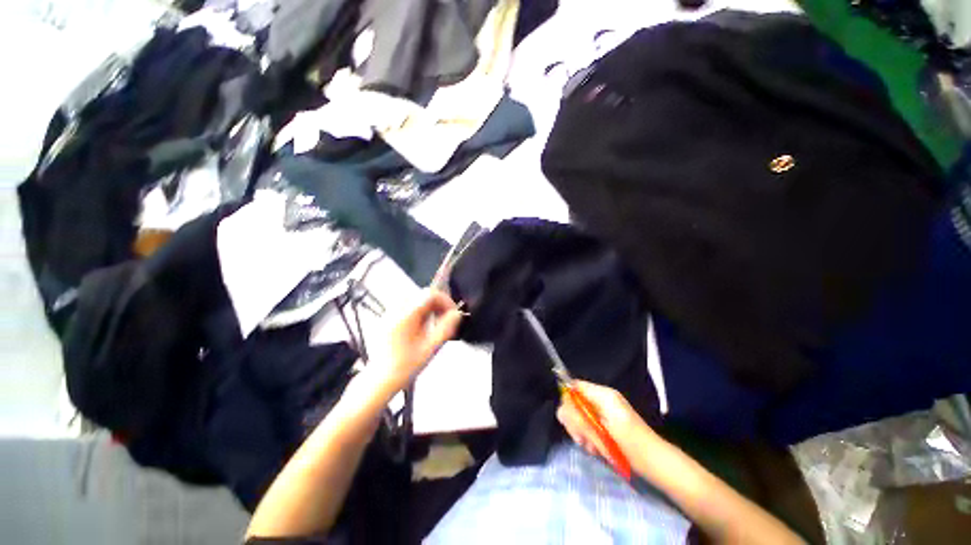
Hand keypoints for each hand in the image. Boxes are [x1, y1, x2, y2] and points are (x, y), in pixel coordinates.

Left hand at [377, 290, 462, 392]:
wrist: (380, 380)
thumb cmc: (404, 367)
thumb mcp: (430, 348)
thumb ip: (445, 328)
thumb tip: (456, 314)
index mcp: (405, 316)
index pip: (430, 294)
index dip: (445, 300)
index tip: (452, 312)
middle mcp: (395, 311)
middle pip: (422, 295)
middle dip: (438, 304)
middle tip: (446, 319)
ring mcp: (389, 314)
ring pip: (415, 300)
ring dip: (429, 307)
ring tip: (435, 324)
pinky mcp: (387, 319)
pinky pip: (407, 306)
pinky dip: (419, 312)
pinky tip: (422, 327)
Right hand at [556, 380, 656, 458]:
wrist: (655, 462)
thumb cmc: (631, 442)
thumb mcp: (603, 428)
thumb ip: (580, 417)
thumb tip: (562, 410)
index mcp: (602, 394)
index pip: (574, 386)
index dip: (568, 400)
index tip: (571, 419)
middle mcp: (601, 399)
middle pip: (573, 402)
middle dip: (575, 421)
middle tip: (582, 439)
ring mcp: (603, 413)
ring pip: (578, 416)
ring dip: (581, 432)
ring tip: (592, 447)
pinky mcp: (605, 425)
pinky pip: (587, 427)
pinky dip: (588, 438)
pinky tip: (595, 449)